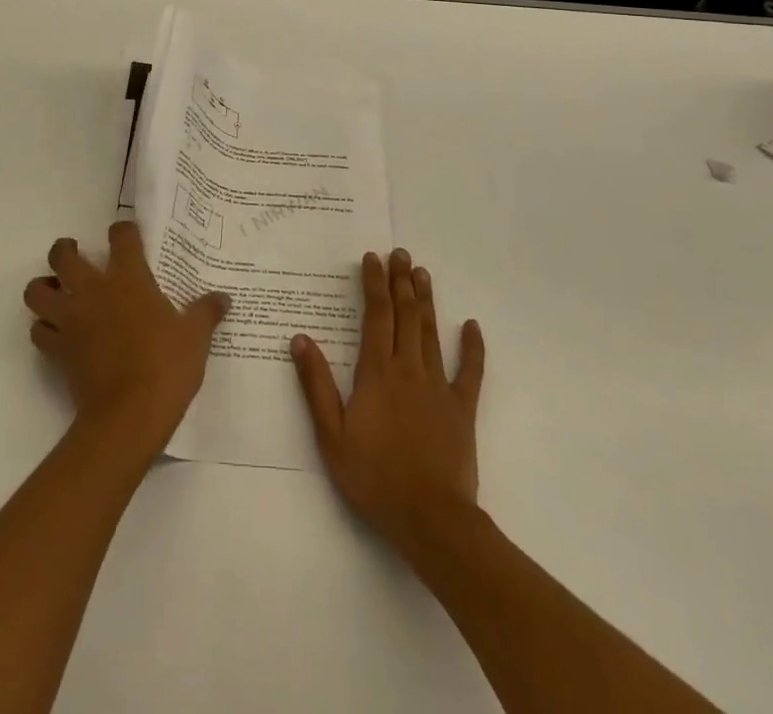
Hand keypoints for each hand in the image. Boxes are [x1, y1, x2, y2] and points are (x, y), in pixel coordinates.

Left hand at [25, 221, 228, 456]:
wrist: (129, 416)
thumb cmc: (166, 366)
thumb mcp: (195, 337)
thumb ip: (206, 312)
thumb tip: (224, 298)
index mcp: (129, 277)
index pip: (121, 236)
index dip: (123, 231)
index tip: (128, 236)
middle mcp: (93, 290)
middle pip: (62, 256)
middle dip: (64, 251)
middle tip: (76, 256)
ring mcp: (70, 319)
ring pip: (37, 291)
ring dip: (43, 288)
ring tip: (57, 292)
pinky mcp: (57, 350)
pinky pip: (38, 331)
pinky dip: (44, 328)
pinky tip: (58, 333)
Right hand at [291, 249, 484, 556]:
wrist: (430, 519)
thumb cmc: (374, 477)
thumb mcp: (332, 435)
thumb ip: (317, 384)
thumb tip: (300, 338)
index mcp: (376, 373)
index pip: (376, 316)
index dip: (374, 284)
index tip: (372, 258)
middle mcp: (408, 369)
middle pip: (405, 315)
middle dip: (401, 281)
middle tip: (400, 253)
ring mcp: (438, 387)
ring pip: (431, 333)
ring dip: (426, 301)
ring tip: (423, 273)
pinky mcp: (462, 408)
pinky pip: (470, 372)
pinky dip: (472, 347)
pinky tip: (472, 326)